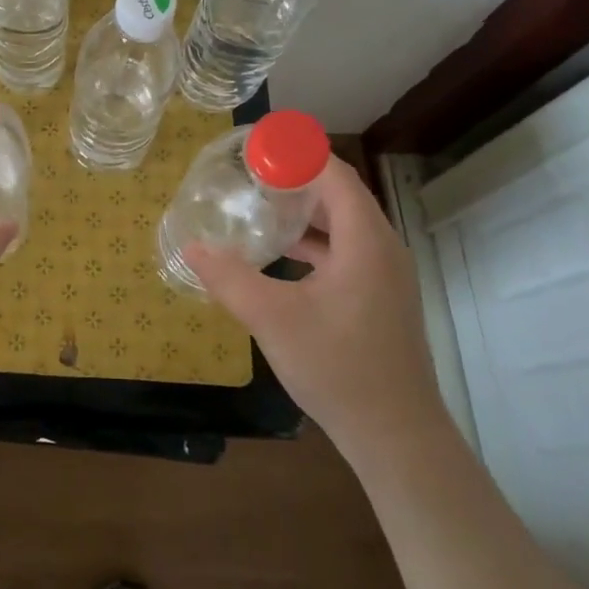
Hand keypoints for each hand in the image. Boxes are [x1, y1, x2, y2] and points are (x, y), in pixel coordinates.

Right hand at [185, 157, 444, 453]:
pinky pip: (346, 250)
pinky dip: (314, 242)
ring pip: (342, 224)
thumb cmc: (339, 367)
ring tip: (259, 207)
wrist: (397, 438)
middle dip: (295, 180)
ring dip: (304, 212)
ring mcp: (385, 275)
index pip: (334, 174)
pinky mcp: (380, 298)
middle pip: (339, 194)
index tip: (256, 150)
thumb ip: (230, 278)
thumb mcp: (273, 319)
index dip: (296, 155)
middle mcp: (382, 248)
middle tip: (250, 176)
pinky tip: (280, 254)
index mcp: (365, 241)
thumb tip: (191, 247)